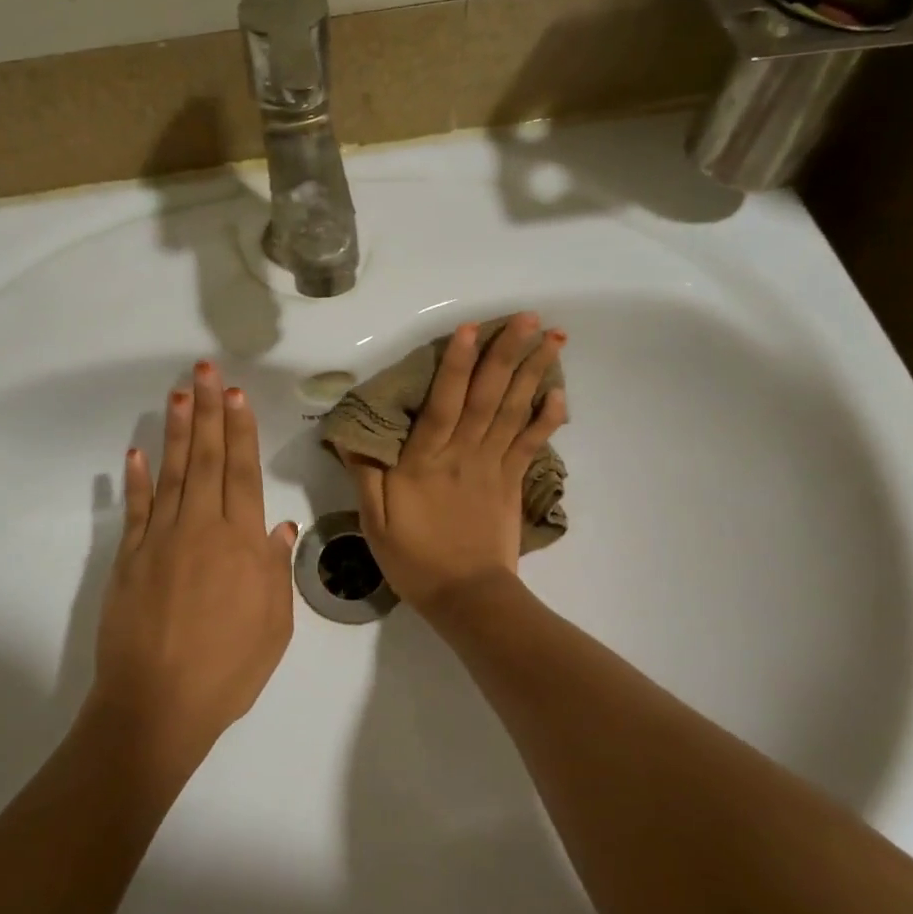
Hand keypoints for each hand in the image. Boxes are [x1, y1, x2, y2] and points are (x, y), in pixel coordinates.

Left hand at [92, 361, 297, 765]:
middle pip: (207, 460)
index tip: (235, 395)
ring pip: (172, 474)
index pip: (243, 473)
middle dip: (208, 412)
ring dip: (176, 432)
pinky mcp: (129, 559)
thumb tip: (279, 525)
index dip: (240, 431)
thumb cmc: (228, 670)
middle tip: (205, 371)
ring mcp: (160, 540)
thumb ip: (275, 570)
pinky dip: (136, 480)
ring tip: (179, 395)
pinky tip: (136, 451)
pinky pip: (135, 510)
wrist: (158, 705)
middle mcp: (201, 529)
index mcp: (241, 544)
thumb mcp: (274, 625)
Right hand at [342, 313, 565, 612]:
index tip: (469, 330)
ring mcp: (494, 467)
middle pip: (487, 397)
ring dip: (534, 373)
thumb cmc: (415, 560)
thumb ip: (367, 476)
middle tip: (527, 316)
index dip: (456, 366)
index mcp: (426, 462)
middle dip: (507, 354)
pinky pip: (532, 444)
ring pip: (514, 412)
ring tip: (552, 337)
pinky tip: (560, 392)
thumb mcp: (375, 522)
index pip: (443, 404)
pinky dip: (548, 418)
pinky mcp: (513, 482)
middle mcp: (464, 454)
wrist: (467, 597)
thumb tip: (351, 437)